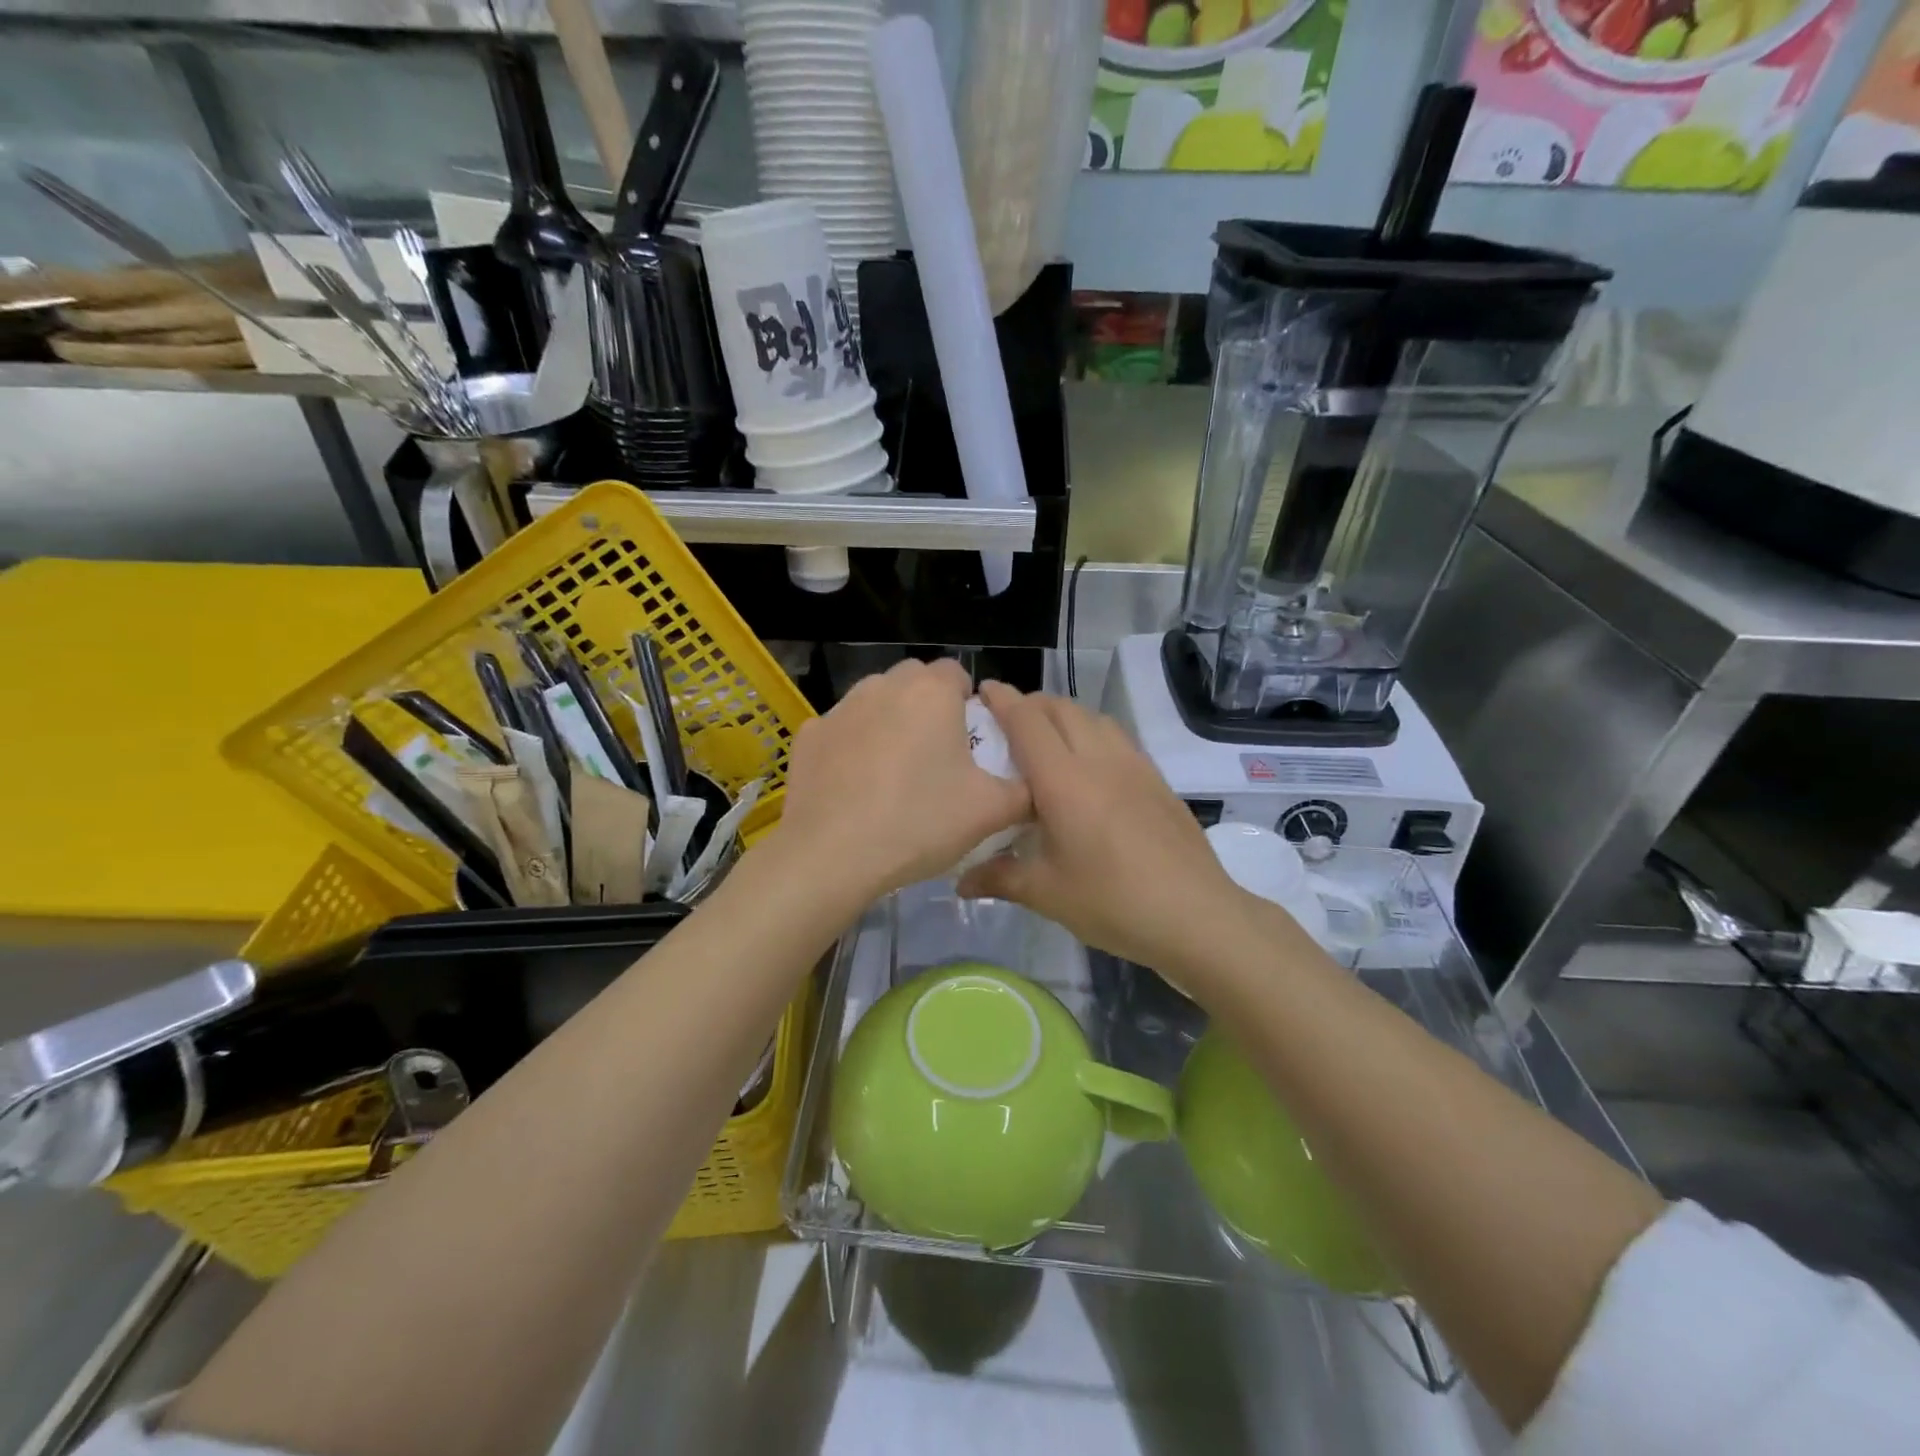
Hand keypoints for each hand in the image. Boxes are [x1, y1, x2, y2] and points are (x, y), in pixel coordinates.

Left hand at [773, 659, 1030, 903]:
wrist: (831, 855)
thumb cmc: (918, 822)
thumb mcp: (990, 812)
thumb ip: (1024, 790)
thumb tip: (1035, 785)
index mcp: (931, 692)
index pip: (957, 673)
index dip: (968, 703)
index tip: (970, 742)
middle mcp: (883, 686)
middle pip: (915, 682)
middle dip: (928, 708)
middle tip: (937, 757)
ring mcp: (840, 708)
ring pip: (875, 702)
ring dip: (889, 723)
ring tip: (894, 773)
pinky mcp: (809, 735)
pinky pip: (842, 730)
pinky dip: (852, 747)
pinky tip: (854, 787)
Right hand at [957, 683, 1257, 981]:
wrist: (1195, 914)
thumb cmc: (1112, 902)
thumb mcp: (1046, 894)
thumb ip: (998, 877)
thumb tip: (960, 881)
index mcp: (1063, 780)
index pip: (1027, 721)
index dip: (1002, 700)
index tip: (982, 692)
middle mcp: (1098, 759)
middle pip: (1060, 708)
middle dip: (1030, 705)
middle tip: (1007, 725)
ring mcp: (1133, 765)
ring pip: (1091, 717)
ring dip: (1063, 715)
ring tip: (1046, 741)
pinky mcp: (1156, 778)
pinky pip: (1115, 736)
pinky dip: (1091, 732)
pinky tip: (1089, 766)